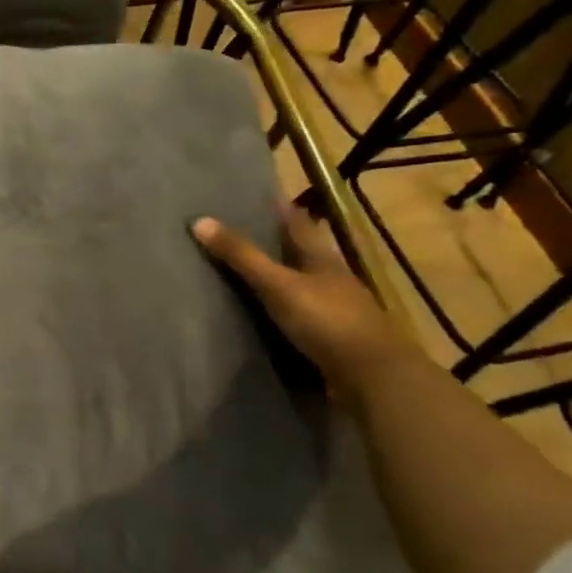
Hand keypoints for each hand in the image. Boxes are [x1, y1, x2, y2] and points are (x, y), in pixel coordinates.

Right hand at [192, 205, 410, 396]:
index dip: (280, 209)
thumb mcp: (278, 284)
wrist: (373, 377)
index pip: (298, 224)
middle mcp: (332, 279)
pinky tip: (269, 314)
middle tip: (247, 231)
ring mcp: (336, 310)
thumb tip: (198, 220)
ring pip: (304, 284)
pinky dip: (285, 310)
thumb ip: (241, 256)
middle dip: (280, 242)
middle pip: (303, 253)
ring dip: (283, 277)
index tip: (260, 195)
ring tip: (251, 271)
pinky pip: (303, 315)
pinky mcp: (333, 338)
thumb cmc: (326, 320)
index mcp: (322, 259)